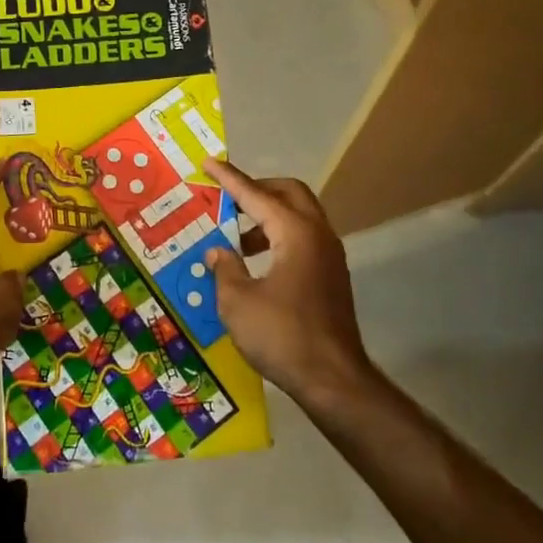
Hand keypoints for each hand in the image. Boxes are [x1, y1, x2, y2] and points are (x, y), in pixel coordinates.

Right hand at [202, 158, 374, 405]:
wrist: (333, 380)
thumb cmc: (282, 336)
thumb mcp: (238, 302)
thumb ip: (225, 268)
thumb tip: (218, 252)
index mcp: (296, 233)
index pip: (256, 195)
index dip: (230, 179)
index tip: (209, 163)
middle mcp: (318, 234)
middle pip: (289, 193)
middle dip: (257, 189)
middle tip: (227, 197)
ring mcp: (329, 255)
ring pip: (299, 216)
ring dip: (267, 216)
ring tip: (235, 237)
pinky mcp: (331, 276)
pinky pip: (303, 239)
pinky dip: (278, 237)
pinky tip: (255, 262)